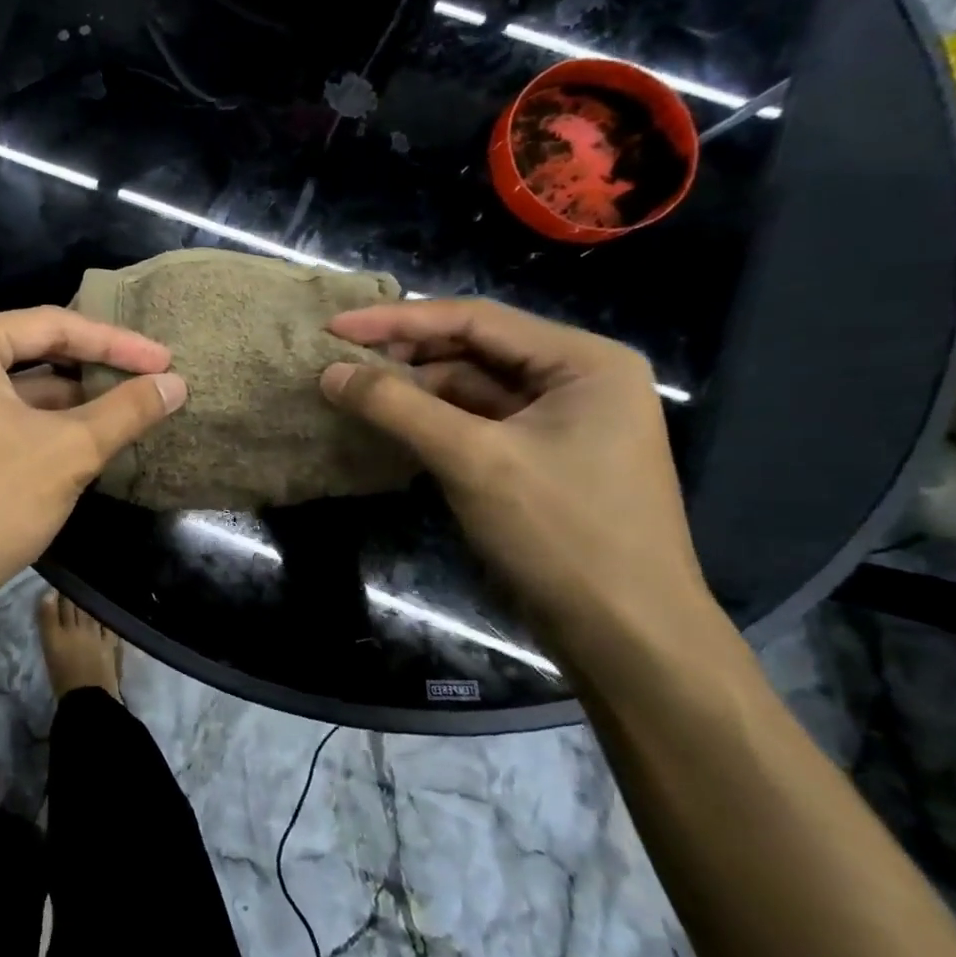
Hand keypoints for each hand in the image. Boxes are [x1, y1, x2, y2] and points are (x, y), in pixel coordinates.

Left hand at [0, 306, 186, 614]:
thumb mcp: (69, 451)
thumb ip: (126, 410)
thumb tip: (176, 385)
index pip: (50, 325)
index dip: (116, 342)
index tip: (165, 360)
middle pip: (30, 350)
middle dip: (92, 368)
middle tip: (149, 378)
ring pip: (13, 385)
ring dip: (69, 398)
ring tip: (127, 406)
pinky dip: (37, 420)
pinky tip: (82, 433)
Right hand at [320, 298, 715, 659]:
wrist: (626, 637)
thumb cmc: (561, 534)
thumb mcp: (472, 460)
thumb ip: (397, 406)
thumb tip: (330, 372)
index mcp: (583, 362)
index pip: (475, 319)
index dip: (397, 320)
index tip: (335, 326)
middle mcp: (577, 379)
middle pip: (473, 348)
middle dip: (404, 354)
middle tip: (339, 359)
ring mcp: (560, 420)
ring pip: (470, 386)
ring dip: (413, 388)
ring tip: (353, 391)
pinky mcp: (540, 457)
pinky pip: (475, 421)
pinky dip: (431, 420)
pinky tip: (388, 423)